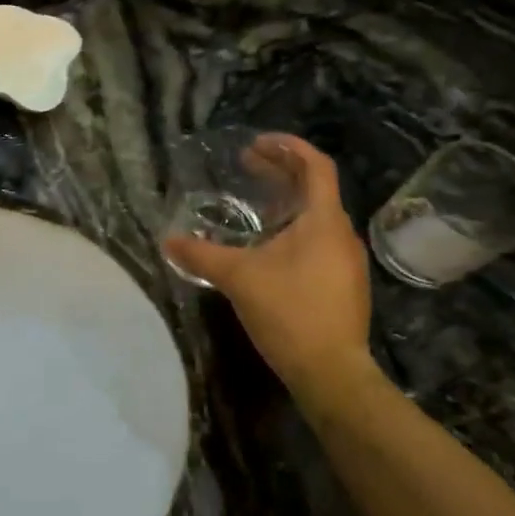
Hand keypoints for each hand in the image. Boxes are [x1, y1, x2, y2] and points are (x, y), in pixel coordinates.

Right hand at [163, 135, 375, 414]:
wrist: (331, 372)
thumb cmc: (289, 312)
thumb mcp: (238, 278)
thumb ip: (201, 255)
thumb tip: (168, 241)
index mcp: (323, 221)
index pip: (316, 166)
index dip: (289, 147)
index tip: (257, 143)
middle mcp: (342, 234)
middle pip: (316, 188)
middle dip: (281, 172)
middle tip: (247, 165)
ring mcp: (347, 261)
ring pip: (318, 216)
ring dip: (288, 202)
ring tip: (255, 204)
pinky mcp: (344, 284)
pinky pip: (320, 240)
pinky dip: (295, 228)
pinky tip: (270, 247)